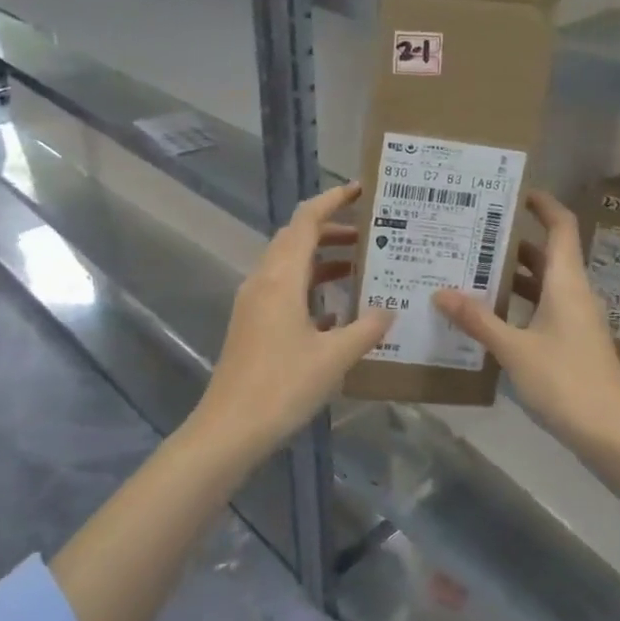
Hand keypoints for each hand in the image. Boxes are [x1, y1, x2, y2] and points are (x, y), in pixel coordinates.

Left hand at [190, 183, 392, 460]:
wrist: (229, 430)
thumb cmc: (283, 386)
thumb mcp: (335, 357)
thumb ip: (367, 329)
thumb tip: (389, 309)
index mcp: (281, 278)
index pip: (306, 221)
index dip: (332, 200)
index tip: (361, 191)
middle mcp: (263, 282)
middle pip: (296, 239)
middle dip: (332, 231)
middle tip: (370, 234)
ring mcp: (254, 305)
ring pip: (290, 267)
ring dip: (322, 261)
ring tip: (360, 267)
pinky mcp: (252, 326)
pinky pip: (284, 292)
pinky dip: (311, 289)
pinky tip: (337, 313)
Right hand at [434, 190, 619, 455]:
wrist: (611, 432)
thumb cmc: (565, 381)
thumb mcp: (514, 349)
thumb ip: (479, 320)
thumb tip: (441, 292)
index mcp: (566, 283)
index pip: (561, 227)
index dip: (543, 205)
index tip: (514, 193)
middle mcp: (574, 294)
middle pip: (547, 255)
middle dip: (513, 243)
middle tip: (472, 236)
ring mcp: (575, 321)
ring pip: (544, 285)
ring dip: (513, 277)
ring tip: (471, 271)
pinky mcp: (572, 344)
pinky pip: (543, 310)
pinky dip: (519, 305)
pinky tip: (489, 317)